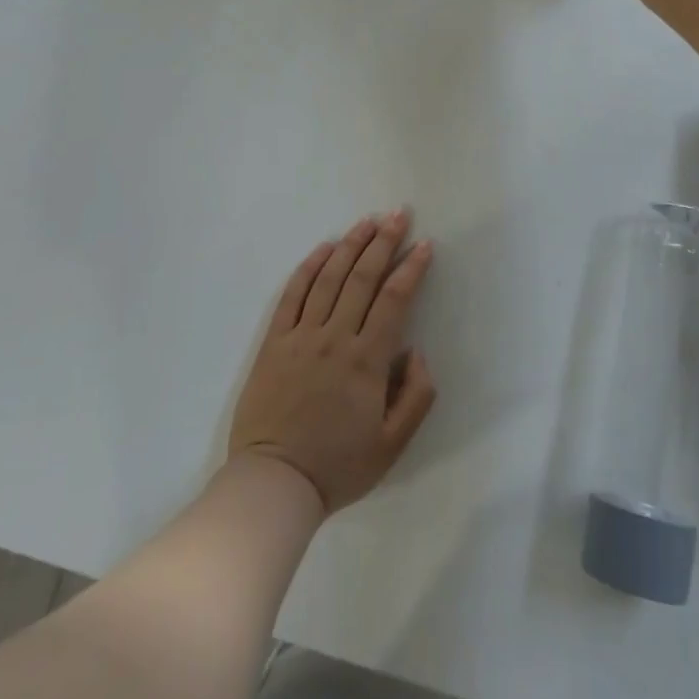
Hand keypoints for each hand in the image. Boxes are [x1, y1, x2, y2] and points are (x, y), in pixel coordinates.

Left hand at [228, 210, 437, 514]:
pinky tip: (323, 248)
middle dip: (383, 242)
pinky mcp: (274, 342)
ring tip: (367, 221)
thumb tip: (417, 351)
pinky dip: (309, 267)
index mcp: (366, 361)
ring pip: (329, 278)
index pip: (393, 300)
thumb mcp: (393, 445)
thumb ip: (416, 395)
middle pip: (362, 277)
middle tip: (398, 215)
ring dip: (350, 245)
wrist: (274, 483)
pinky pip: (292, 295)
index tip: (424, 245)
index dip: (411, 269)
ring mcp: (301, 336)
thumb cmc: (338, 466)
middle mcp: (335, 337)